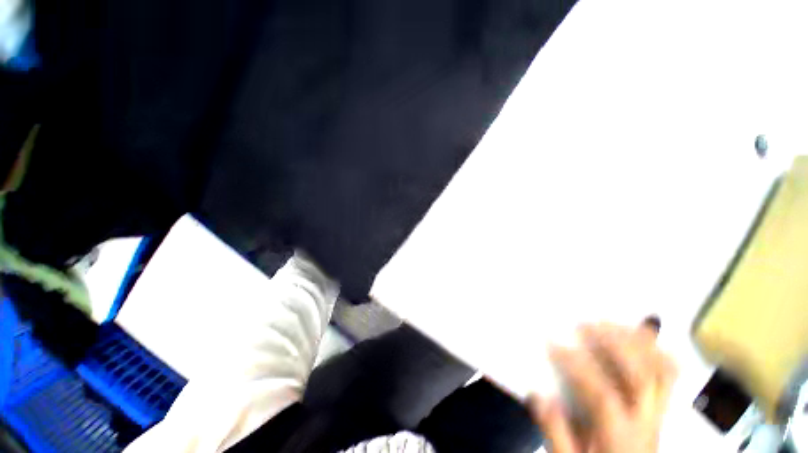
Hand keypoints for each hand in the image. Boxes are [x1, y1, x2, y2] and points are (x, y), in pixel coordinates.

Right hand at [527, 321, 676, 452]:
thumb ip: (555, 432)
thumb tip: (538, 395)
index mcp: (620, 435)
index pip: (601, 393)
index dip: (577, 365)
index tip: (554, 343)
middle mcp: (646, 420)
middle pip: (642, 375)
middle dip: (613, 344)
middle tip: (587, 324)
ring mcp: (660, 410)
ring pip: (661, 370)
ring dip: (637, 342)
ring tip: (612, 323)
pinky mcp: (662, 405)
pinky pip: (669, 373)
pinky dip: (657, 351)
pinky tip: (641, 335)